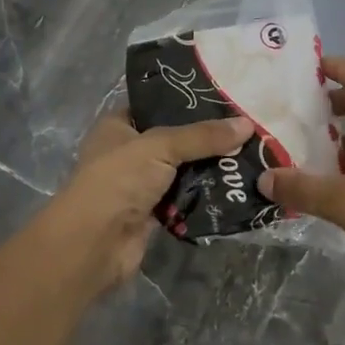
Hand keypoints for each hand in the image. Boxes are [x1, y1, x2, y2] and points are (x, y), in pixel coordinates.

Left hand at [43, 112, 252, 290]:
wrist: (95, 244)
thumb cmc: (118, 180)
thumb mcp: (160, 146)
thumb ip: (202, 136)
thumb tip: (248, 124)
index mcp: (118, 127)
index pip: (155, 106)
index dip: (186, 103)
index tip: (223, 100)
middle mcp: (127, 154)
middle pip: (174, 141)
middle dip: (206, 139)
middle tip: (245, 130)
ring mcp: (140, 186)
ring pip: (182, 172)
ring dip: (209, 170)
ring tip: (249, 157)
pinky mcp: (153, 215)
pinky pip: (185, 201)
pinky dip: (204, 198)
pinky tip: (235, 188)